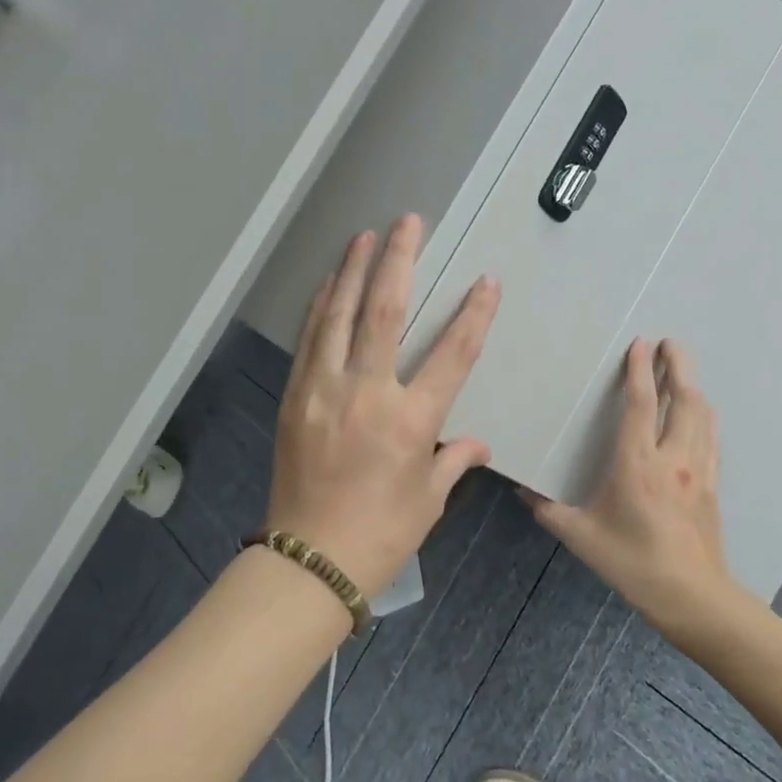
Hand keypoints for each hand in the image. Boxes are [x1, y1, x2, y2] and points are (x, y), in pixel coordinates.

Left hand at [263, 214, 500, 596]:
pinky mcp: (295, 396)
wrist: (308, 559)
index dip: (474, 314)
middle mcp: (366, 394)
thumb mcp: (429, 499)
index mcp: (410, 421)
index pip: (453, 355)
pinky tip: (329, 284)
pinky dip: (321, 306)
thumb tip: (476, 442)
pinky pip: (310, 339)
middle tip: (408, 222)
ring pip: (339, 315)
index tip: (486, 281)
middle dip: (399, 261)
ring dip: (352, 270)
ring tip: (364, 236)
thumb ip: (453, 459)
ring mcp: (323, 390)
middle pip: (385, 312)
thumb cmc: (380, 533)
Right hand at [524, 338, 733, 633]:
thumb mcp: (582, 537)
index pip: (641, 405)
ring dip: (693, 386)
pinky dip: (704, 415)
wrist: (693, 597)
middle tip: (670, 342)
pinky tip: (699, 412)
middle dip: (678, 366)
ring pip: (702, 416)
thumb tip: (522, 491)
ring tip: (682, 368)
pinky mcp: (711, 485)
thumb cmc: (633, 563)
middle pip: (683, 400)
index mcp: (638, 465)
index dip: (640, 370)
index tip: (641, 344)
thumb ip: (549, 510)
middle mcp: (673, 459)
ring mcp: (698, 470)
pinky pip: (710, 438)